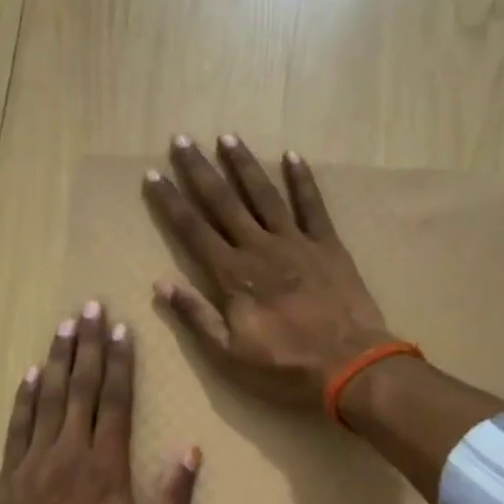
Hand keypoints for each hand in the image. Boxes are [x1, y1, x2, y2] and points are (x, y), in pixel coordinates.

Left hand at [0, 302, 200, 503]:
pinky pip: (17, 428)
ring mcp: (34, 463)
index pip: (115, 401)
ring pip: (47, 399)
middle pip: (80, 388)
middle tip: (91, 307)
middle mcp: (69, 453)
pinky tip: (30, 374)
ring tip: (64, 325)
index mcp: (106, 467)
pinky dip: (24, 398)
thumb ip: (173, 498)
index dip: (120, 362)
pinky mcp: (9, 478)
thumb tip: (192, 450)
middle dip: (88, 344)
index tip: (122, 329)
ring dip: (57, 359)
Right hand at [143, 135, 393, 410]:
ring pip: (264, 195)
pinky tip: (292, 156)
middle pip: (223, 202)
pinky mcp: (328, 246)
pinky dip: (302, 180)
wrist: (350, 365)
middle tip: (182, 139)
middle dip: (200, 170)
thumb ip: (196, 316)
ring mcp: (297, 242)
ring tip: (227, 137)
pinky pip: (313, 206)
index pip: (193, 230)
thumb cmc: (285, 365)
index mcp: (233, 275)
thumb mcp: (230, 353)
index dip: (171, 202)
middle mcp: (260, 248)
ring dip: (244, 165)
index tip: (153, 174)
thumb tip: (161, 284)